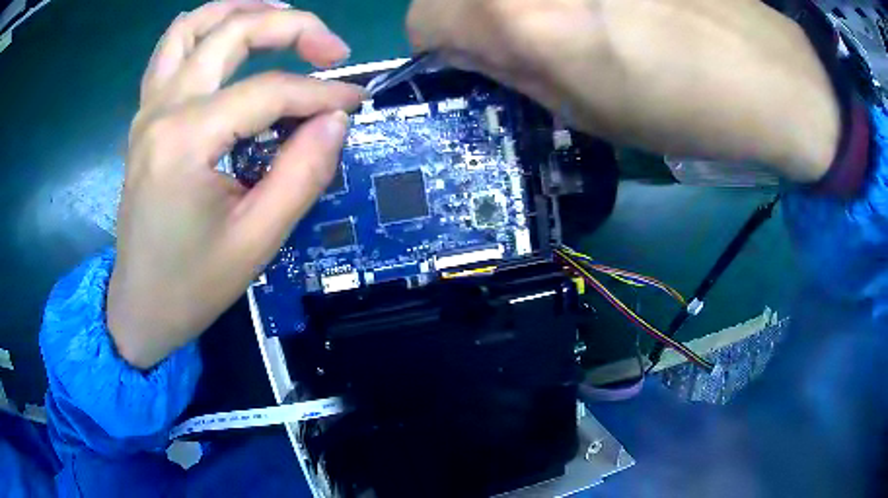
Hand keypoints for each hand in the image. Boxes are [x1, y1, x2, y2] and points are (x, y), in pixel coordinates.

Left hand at [108, 1, 363, 368]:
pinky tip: (229, 37)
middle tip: (331, 49)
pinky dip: (203, 30)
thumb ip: (302, 172)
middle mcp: (162, 109)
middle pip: (231, 32)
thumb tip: (336, 118)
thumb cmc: (193, 285)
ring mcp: (147, 109)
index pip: (268, 91)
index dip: (321, 92)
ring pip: (191, 26)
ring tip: (281, 17)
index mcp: (186, 140)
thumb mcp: (257, 240)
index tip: (357, 101)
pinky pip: (170, 51)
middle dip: (292, 27)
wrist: (140, 307)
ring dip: (240, 10)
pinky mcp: (145, 118)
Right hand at [407, 0, 839, 181]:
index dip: (439, 43)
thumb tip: (469, 50)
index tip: (469, 58)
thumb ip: (512, 73)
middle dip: (472, 16)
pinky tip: (604, 4)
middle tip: (519, 39)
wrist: (765, 70)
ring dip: (513, 1)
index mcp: (519, 15)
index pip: (422, 16)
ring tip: (571, 17)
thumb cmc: (683, 107)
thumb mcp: (586, 112)